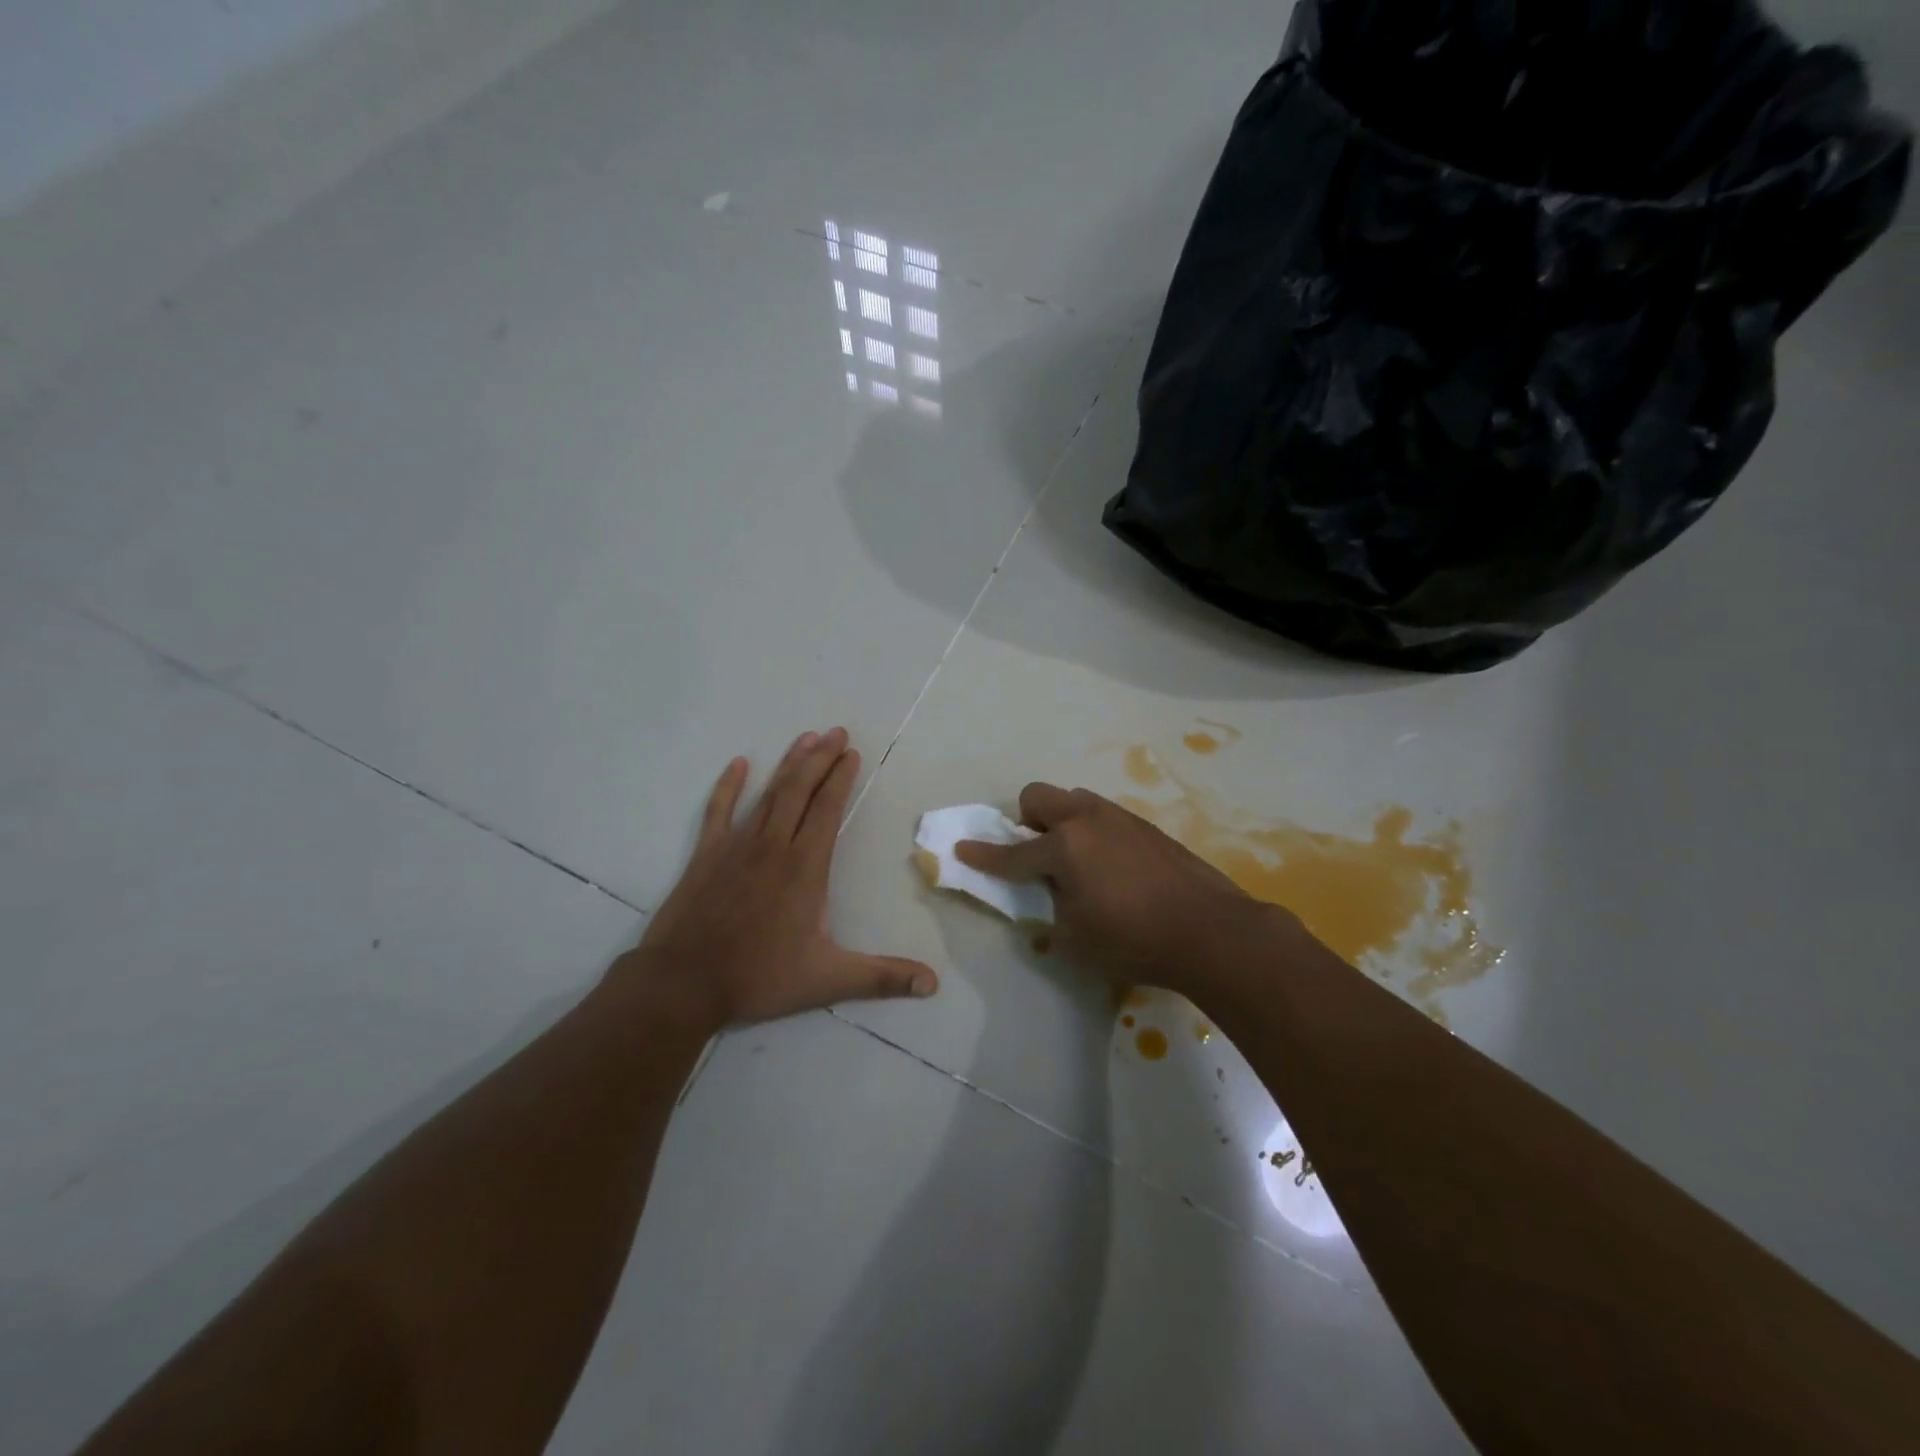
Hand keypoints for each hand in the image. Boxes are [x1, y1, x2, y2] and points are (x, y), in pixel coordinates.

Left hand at [617, 728, 937, 1026]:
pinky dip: (729, 786)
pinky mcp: (706, 855)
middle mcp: (773, 846)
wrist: (684, 982)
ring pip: (768, 795)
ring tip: (806, 738)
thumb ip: (882, 977)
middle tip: (836, 732)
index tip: (852, 753)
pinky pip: (719, 811)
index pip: (828, 811)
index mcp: (805, 867)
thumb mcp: (828, 980)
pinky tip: (738, 764)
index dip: (841, 779)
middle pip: (800, 791)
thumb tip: (933, 984)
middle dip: (821, 759)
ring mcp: (737, 846)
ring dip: (788, 765)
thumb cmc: (759, 976)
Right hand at [955, 783, 1278, 1000]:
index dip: (984, 855)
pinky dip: (1093, 833)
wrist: (1212, 931)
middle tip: (1035, 854)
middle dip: (1026, 820)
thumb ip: (1052, 911)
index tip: (962, 850)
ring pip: (1076, 801)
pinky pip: (1105, 818)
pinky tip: (1112, 868)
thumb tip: (1054, 896)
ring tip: (1076, 862)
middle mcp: (1088, 820)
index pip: (1012, 852)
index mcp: (1064, 846)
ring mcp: (1121, 818)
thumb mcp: (1075, 939)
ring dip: (1062, 822)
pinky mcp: (1148, 828)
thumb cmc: (1134, 940)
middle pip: (1039, 797)